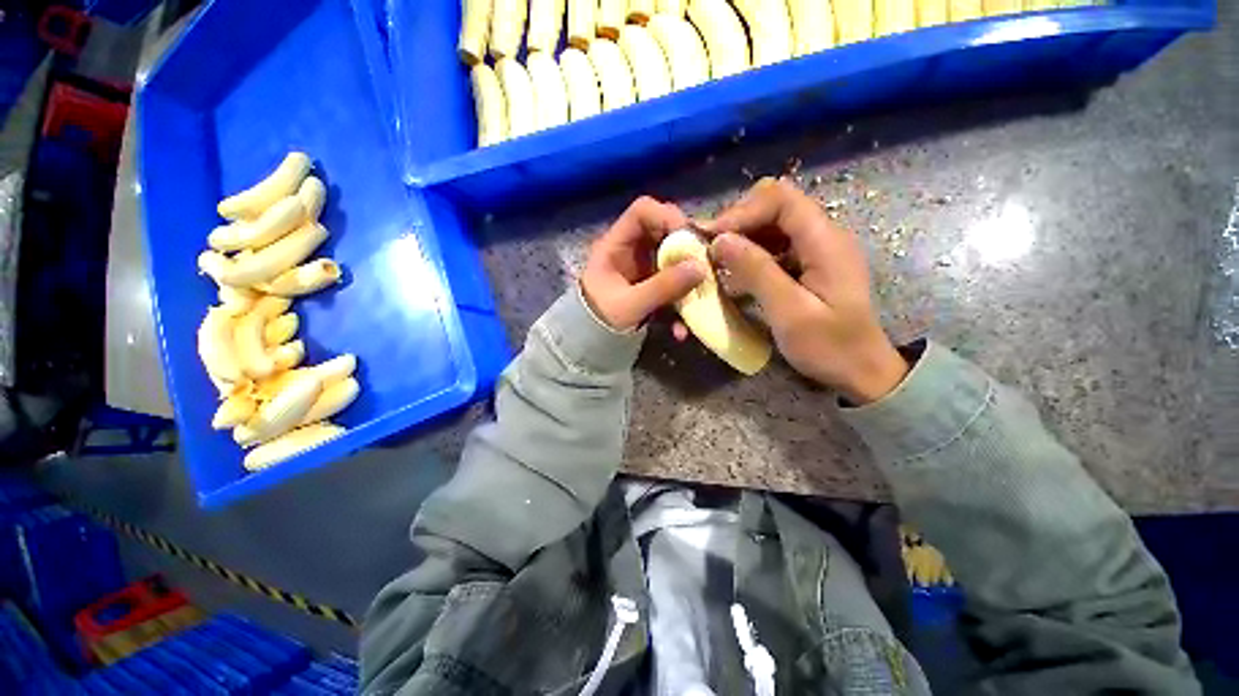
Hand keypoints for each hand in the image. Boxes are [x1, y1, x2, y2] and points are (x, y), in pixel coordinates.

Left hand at [581, 196, 706, 330]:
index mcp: (616, 245)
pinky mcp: (653, 288)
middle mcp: (632, 251)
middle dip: (687, 250)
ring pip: (674, 261)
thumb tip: (700, 268)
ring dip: (688, 280)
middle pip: (665, 233)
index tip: (689, 238)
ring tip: (698, 300)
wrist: (590, 347)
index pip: (642, 211)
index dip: (666, 217)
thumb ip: (662, 287)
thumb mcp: (629, 305)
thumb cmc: (599, 320)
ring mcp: (644, 270)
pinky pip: (673, 286)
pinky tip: (679, 330)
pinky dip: (680, 304)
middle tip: (703, 267)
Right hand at [704, 178, 907, 403]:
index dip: (742, 212)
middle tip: (709, 249)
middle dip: (738, 223)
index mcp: (825, 241)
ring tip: (716, 262)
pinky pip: (775, 247)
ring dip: (742, 239)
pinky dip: (751, 255)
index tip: (711, 238)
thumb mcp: (790, 312)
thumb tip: (721, 240)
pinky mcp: (808, 265)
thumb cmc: (830, 346)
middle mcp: (823, 235)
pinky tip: (735, 276)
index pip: (781, 199)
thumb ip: (757, 272)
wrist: (861, 370)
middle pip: (775, 206)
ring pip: (772, 225)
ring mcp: (816, 250)